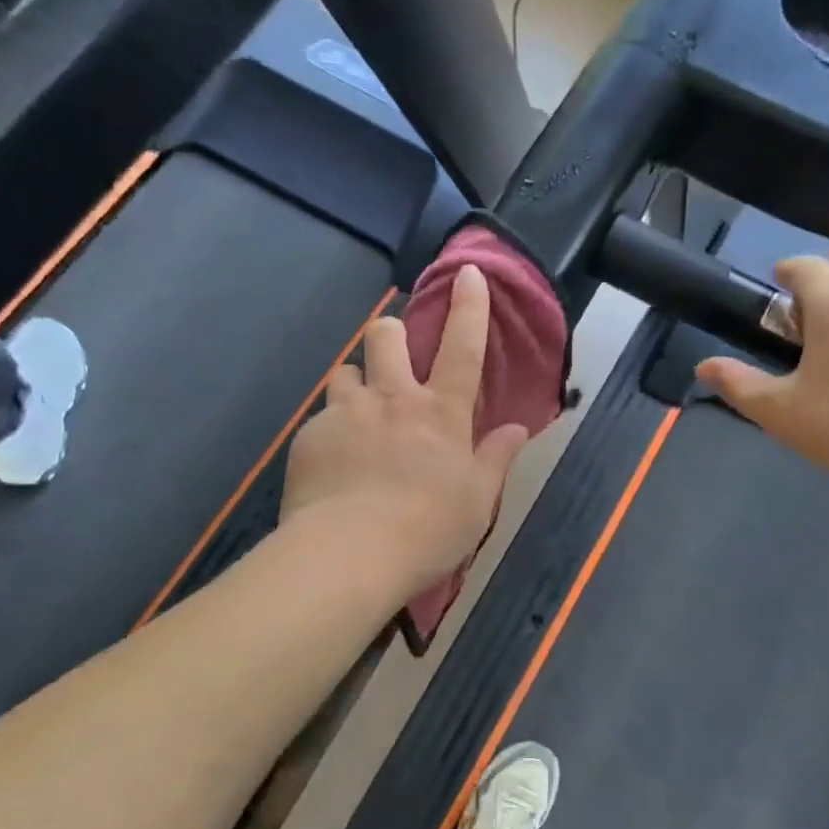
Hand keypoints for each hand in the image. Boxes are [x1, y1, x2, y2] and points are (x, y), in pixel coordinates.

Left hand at [282, 264, 530, 595]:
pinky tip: (334, 465)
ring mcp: (346, 414)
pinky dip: (332, 430)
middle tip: (394, 359)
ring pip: (346, 371)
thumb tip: (517, 429)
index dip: (470, 307)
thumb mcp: (477, 501)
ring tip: (360, 416)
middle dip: (391, 334)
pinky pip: (321, 418)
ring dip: (357, 383)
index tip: (468, 273)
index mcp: (441, 413)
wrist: (349, 555)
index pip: (463, 347)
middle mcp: (393, 399)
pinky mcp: (310, 437)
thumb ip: (496, 458)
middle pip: (386, 336)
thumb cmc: (427, 530)